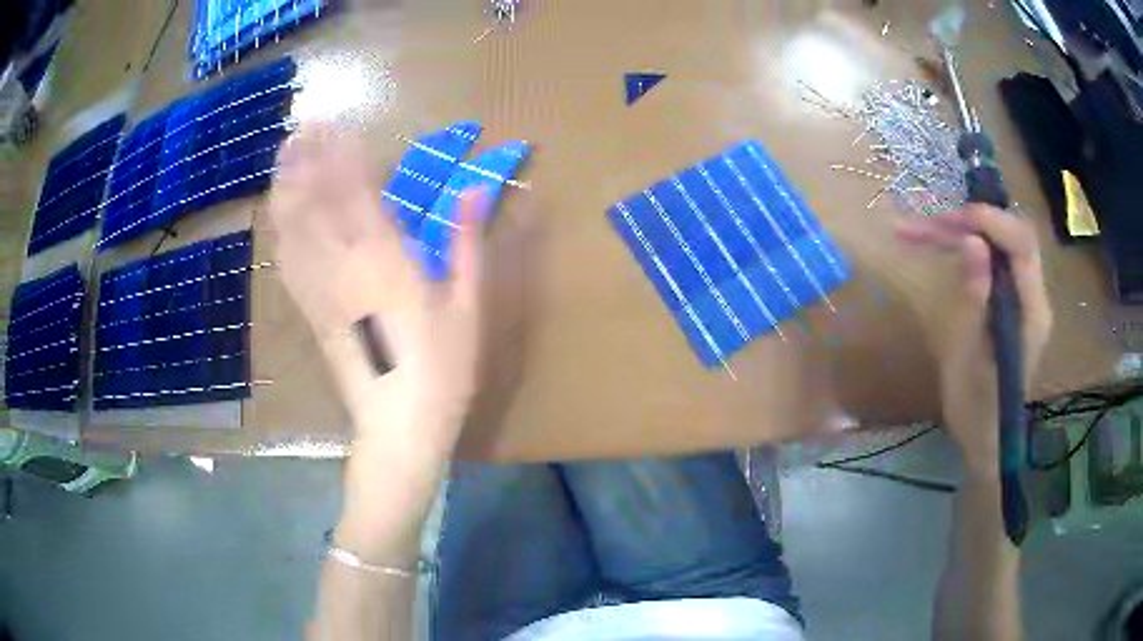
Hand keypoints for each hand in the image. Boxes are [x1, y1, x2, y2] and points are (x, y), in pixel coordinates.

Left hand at [268, 129, 489, 446]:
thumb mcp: (467, 305)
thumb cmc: (443, 367)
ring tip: (284, 156)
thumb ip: (467, 242)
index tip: (336, 124)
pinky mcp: (312, 313)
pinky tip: (278, 213)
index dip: (343, 154)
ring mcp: (321, 291)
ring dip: (287, 187)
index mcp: (386, 260)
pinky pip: (290, 265)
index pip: (356, 192)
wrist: (399, 425)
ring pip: (295, 230)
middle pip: (316, 203)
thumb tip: (475, 190)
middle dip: (307, 160)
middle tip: (301, 127)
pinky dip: (281, 231)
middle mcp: (345, 267)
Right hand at [896, 205, 1051, 472]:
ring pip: (998, 241)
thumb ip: (977, 299)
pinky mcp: (1009, 298)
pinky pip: (991, 256)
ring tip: (919, 231)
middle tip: (930, 225)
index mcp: (1033, 313)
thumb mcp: (972, 359)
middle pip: (1011, 236)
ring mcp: (1022, 295)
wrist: (985, 435)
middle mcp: (1033, 295)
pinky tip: (935, 242)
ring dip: (962, 230)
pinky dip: (962, 244)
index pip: (1023, 246)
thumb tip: (972, 242)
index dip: (993, 223)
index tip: (956, 219)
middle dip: (972, 221)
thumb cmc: (977, 408)